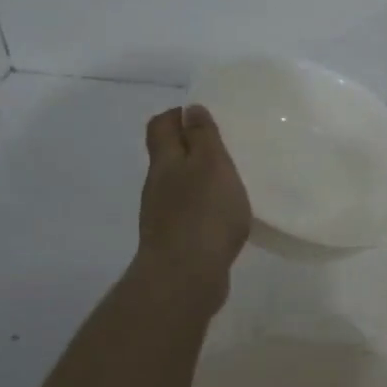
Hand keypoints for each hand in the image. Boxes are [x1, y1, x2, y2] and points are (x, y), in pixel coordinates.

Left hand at [137, 105, 251, 300]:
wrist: (185, 277)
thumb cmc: (203, 212)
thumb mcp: (211, 164)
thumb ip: (202, 136)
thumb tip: (189, 109)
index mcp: (165, 161)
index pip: (160, 126)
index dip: (177, 116)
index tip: (203, 116)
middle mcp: (157, 185)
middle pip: (168, 156)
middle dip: (191, 148)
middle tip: (224, 148)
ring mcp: (162, 216)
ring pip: (178, 186)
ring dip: (198, 180)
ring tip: (230, 183)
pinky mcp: (174, 242)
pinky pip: (188, 214)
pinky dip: (203, 208)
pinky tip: (224, 217)